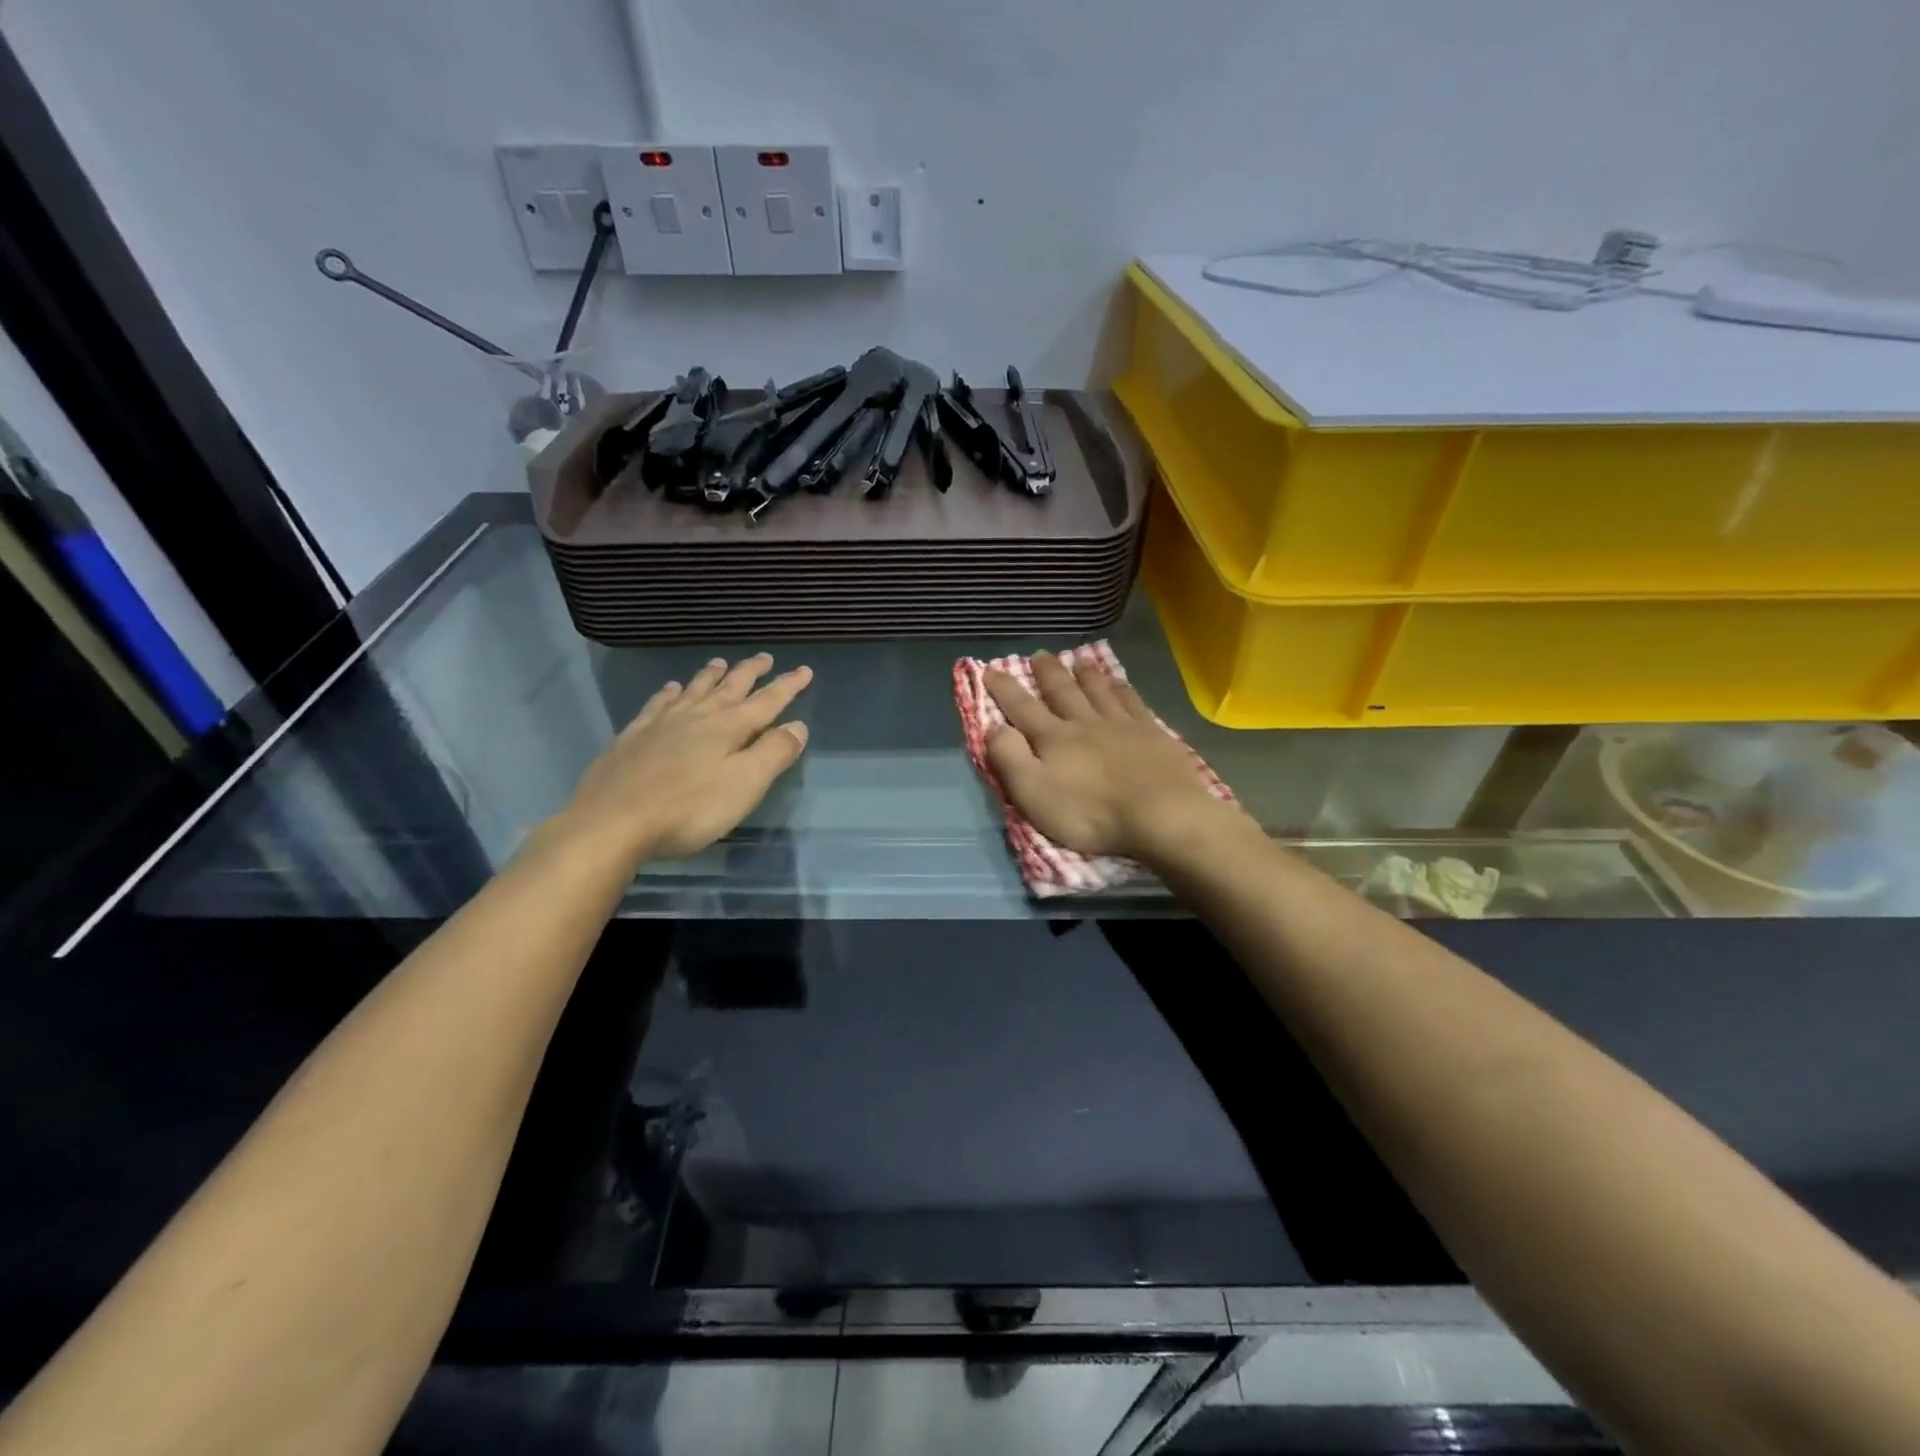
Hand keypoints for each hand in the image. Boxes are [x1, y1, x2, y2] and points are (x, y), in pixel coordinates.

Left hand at [561, 654, 811, 861]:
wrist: (612, 822)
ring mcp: (662, 724)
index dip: (788, 686)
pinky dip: (670, 693)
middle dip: (751, 672)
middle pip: (730, 687)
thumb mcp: (744, 786)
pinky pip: (658, 704)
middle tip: (765, 657)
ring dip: (711, 675)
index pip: (767, 702)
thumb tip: (798, 725)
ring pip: (694, 690)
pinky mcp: (633, 736)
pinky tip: (671, 689)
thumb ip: (774, 753)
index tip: (805, 670)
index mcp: (728, 728)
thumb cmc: (688, 809)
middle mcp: (697, 717)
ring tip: (720, 662)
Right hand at [985, 653, 1243, 862]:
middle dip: (1048, 673)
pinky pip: (1132, 702)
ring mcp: (1122, 725)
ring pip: (1098, 691)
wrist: (1160, 815)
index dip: (1004, 689)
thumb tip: (992, 726)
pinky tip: (1120, 682)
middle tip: (1039, 654)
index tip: (990, 670)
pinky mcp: (1152, 734)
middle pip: (1062, 692)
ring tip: (1078, 659)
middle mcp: (1085, 723)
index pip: (1022, 708)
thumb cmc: (1090, 812)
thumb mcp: (1034, 793)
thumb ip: (1010, 758)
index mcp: (1054, 739)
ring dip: (1086, 675)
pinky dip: (1122, 688)